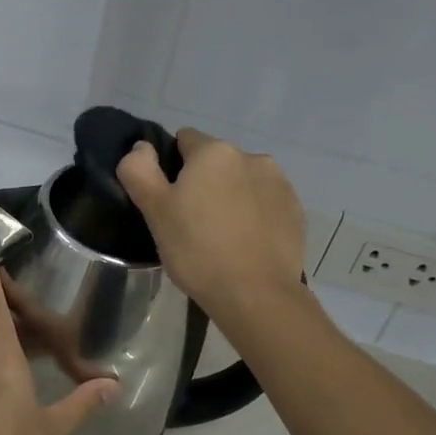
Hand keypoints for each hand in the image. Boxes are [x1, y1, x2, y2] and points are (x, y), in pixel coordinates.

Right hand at [116, 128, 305, 327]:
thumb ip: (139, 170)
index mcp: (214, 151)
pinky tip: (245, 245)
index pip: (184, 140)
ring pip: (242, 182)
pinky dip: (254, 216)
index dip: (171, 167)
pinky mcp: (295, 211)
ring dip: (230, 197)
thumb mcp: (155, 211)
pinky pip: (265, 204)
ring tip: (221, 236)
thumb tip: (142, 146)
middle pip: (216, 162)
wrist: (256, 294)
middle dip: (203, 183)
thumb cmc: (197, 250)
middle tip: (190, 223)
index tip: (168, 200)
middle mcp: (251, 156)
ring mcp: (279, 183)